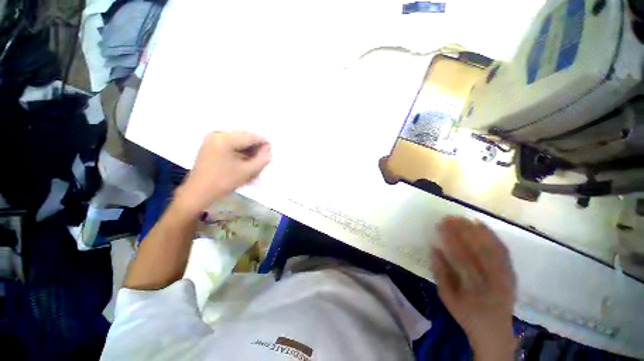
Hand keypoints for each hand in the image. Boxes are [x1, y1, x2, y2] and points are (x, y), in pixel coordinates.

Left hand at [175, 131, 270, 214]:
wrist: (198, 192)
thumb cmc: (223, 182)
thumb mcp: (247, 171)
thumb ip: (262, 159)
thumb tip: (268, 151)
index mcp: (225, 139)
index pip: (250, 136)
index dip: (263, 143)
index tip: (271, 152)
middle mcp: (218, 134)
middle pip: (244, 136)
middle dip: (255, 146)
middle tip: (263, 157)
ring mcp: (212, 138)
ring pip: (238, 139)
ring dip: (248, 148)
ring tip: (255, 159)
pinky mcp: (210, 144)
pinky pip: (230, 143)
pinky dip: (240, 150)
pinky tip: (245, 159)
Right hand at [431, 216, 516, 360]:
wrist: (495, 331)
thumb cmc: (466, 315)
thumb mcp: (447, 298)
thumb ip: (440, 273)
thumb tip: (434, 248)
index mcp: (476, 289)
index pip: (462, 257)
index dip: (451, 239)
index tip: (441, 224)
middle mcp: (495, 282)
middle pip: (480, 250)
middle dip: (464, 230)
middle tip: (450, 217)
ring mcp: (507, 277)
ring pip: (494, 248)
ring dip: (478, 230)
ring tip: (463, 217)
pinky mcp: (512, 274)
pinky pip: (503, 251)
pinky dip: (493, 236)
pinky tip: (482, 225)